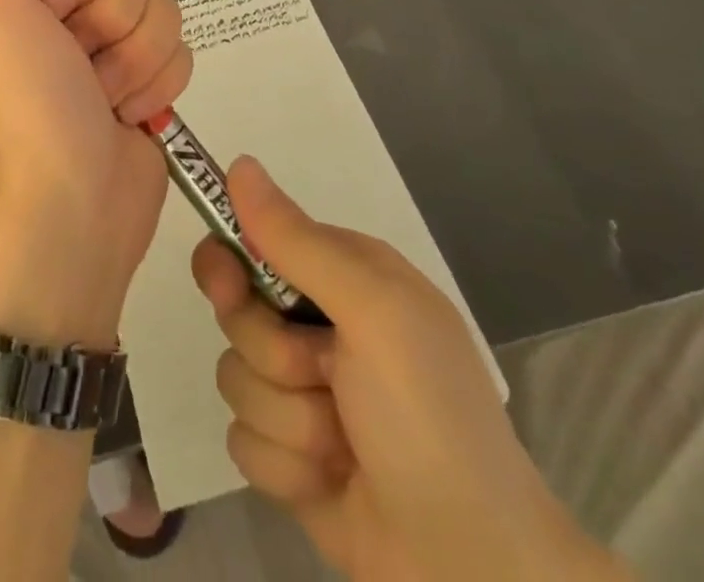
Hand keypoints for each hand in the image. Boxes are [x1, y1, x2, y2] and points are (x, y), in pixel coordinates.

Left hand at [0, 0, 191, 348]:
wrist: (77, 200)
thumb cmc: (32, 99)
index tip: (58, 14)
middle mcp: (73, 8)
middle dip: (109, 19)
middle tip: (80, 61)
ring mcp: (117, 42)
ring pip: (162, 5)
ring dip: (134, 58)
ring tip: (104, 96)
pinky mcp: (154, 75)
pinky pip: (183, 45)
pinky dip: (158, 83)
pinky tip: (129, 114)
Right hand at [193, 160, 627, 581]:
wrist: (472, 567)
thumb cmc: (428, 416)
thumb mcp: (372, 311)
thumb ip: (297, 240)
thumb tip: (239, 162)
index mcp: (341, 275)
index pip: (252, 240)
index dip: (231, 264)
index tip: (231, 290)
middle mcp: (316, 323)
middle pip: (236, 312)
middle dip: (273, 354)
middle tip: (323, 375)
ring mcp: (301, 391)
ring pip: (235, 377)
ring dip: (287, 418)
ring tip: (345, 443)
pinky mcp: (289, 454)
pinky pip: (243, 441)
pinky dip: (286, 467)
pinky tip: (332, 481)